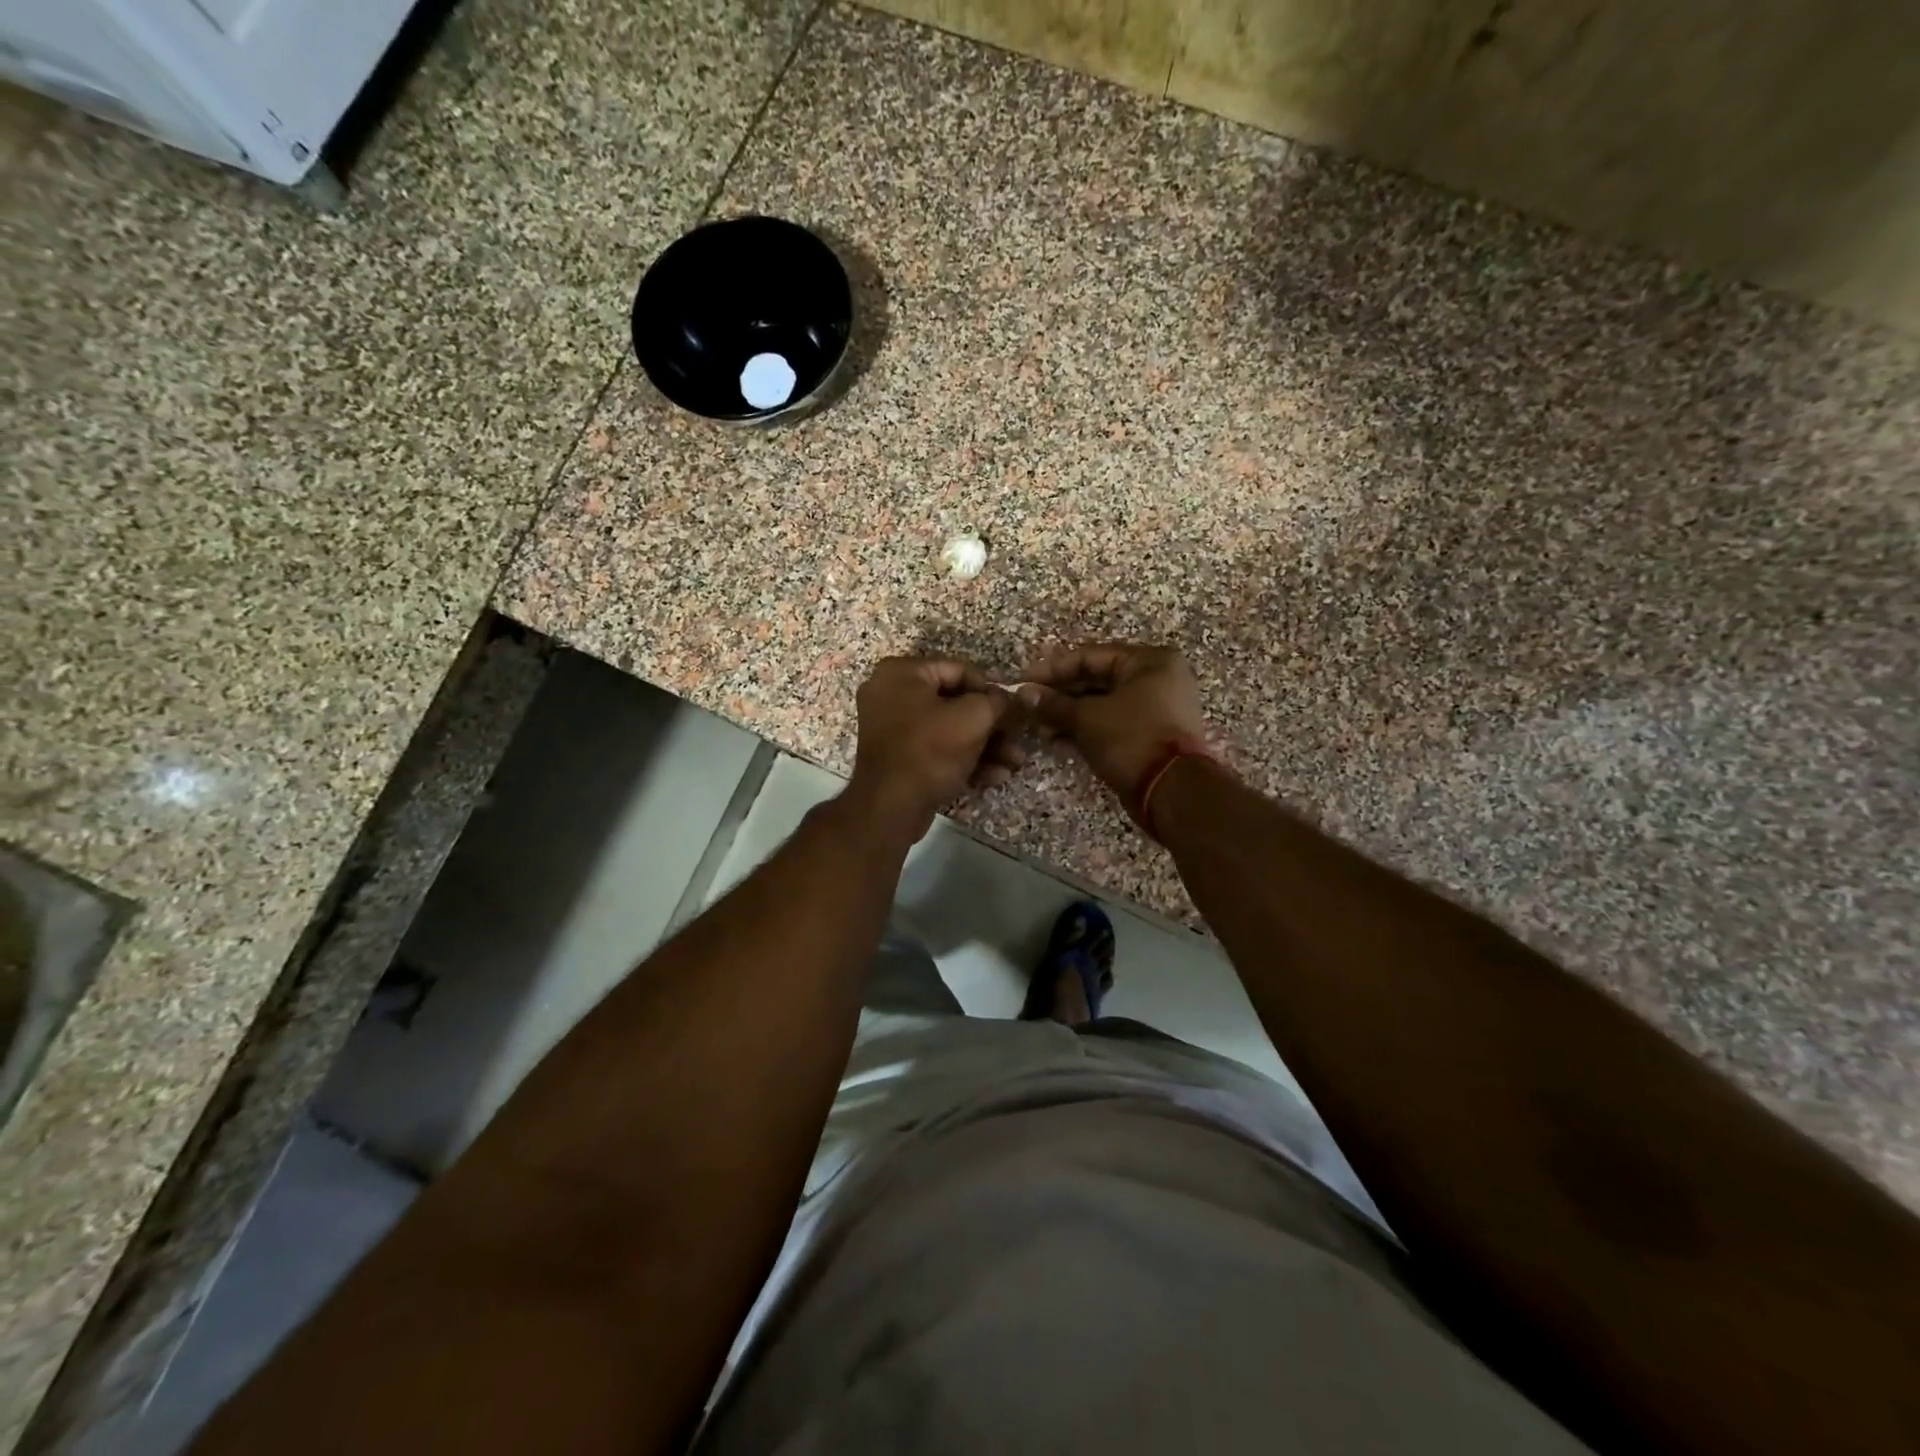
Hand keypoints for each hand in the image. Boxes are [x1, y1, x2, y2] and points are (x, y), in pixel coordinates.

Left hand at [846, 657, 1022, 837]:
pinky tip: (995, 776)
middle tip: (1019, 739)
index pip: (959, 670)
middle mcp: (891, 694)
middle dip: (992, 726)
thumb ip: (998, 702)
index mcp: (901, 673)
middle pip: (955, 703)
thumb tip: (1011, 699)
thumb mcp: (974, 718)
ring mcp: (892, 728)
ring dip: (985, 746)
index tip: (1015, 709)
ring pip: (948, 730)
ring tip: (1015, 763)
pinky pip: (935, 749)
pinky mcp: (898, 758)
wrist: (890, 807)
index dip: (991, 690)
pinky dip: (964, 760)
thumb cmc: (931, 750)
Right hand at [1016, 643, 1206, 802]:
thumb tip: (1024, 694)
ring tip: (1039, 730)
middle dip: (1059, 696)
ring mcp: (1157, 709)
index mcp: (1149, 661)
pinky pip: (1113, 725)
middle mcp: (1157, 679)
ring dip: (1069, 717)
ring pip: (1103, 705)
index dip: (1053, 669)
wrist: (1172, 790)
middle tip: (1029, 708)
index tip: (1023, 681)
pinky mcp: (1151, 736)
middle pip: (1096, 680)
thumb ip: (1054, 703)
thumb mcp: (1087, 717)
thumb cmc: (1131, 738)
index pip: (1090, 656)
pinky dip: (1087, 731)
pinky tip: (1057, 742)